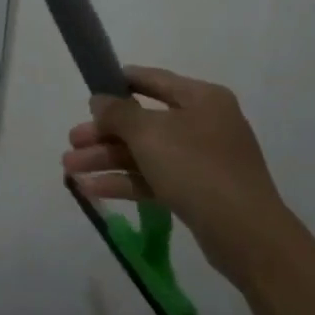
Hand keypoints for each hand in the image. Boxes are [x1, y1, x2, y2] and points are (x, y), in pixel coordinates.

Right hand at [62, 68, 291, 289]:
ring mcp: (203, 159)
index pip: (154, 80)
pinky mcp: (198, 192)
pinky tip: (91, 189)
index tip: (91, 89)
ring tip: (69, 169)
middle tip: (71, 141)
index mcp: (202, 98)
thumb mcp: (150, 134)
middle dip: (104, 133)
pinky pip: (155, 178)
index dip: (120, 82)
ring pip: (146, 153)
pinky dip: (126, 182)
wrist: (246, 234)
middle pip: (144, 122)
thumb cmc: (196, 168)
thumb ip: (119, 113)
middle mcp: (204, 123)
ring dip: (108, 159)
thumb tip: (100, 100)